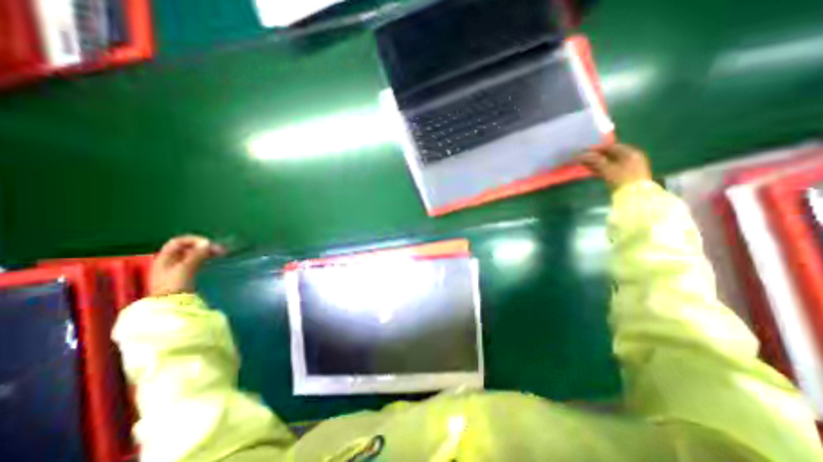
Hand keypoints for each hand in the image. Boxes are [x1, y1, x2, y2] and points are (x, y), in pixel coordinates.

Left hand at [147, 237, 223, 296]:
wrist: (169, 306)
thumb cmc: (175, 285)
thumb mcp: (186, 268)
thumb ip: (197, 255)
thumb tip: (208, 243)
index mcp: (165, 258)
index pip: (178, 241)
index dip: (194, 240)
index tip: (209, 243)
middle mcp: (168, 261)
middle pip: (186, 248)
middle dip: (202, 246)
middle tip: (219, 249)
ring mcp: (175, 269)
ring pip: (191, 255)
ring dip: (205, 252)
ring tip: (220, 254)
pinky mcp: (183, 276)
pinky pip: (194, 262)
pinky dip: (204, 259)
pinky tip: (212, 261)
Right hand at [581, 142, 653, 189]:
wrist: (635, 196)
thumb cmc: (622, 180)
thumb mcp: (607, 169)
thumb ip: (594, 160)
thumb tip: (581, 154)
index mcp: (630, 153)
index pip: (611, 147)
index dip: (597, 148)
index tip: (584, 151)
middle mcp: (632, 157)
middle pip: (611, 154)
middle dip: (596, 155)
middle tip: (583, 157)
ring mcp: (629, 167)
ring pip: (610, 162)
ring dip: (597, 162)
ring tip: (585, 164)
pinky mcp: (625, 176)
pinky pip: (611, 168)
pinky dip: (601, 168)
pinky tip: (592, 170)